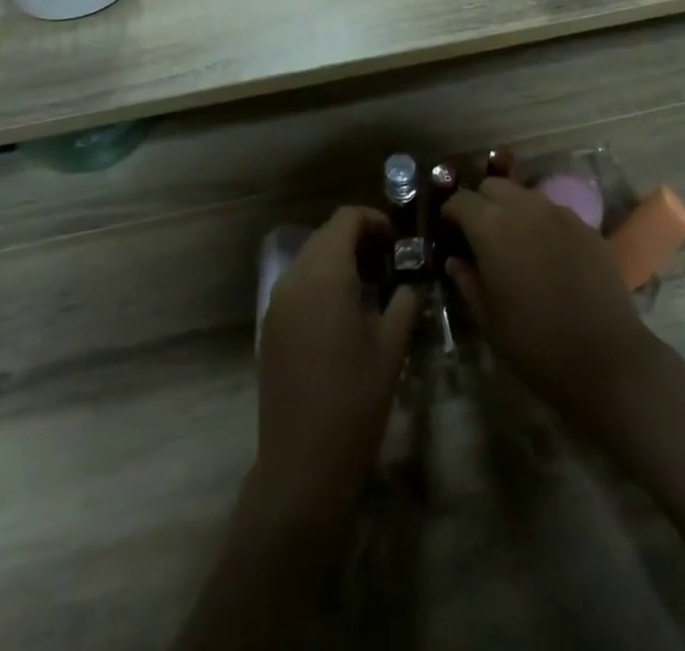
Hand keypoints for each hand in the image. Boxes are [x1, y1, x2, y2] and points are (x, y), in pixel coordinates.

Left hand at [256, 207, 419, 514]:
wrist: (302, 465)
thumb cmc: (354, 400)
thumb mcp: (392, 346)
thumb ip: (405, 300)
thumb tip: (414, 279)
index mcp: (324, 273)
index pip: (346, 219)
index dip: (375, 221)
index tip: (399, 245)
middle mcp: (294, 278)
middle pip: (327, 235)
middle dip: (359, 239)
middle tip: (391, 264)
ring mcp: (277, 303)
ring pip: (310, 258)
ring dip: (340, 260)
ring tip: (372, 287)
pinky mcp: (270, 327)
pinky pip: (298, 284)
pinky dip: (322, 282)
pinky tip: (345, 312)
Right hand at [443, 178, 657, 429]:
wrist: (605, 357)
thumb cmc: (534, 342)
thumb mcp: (487, 318)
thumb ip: (466, 281)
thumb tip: (455, 261)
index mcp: (491, 226)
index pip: (461, 200)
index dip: (450, 213)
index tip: (448, 232)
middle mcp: (524, 207)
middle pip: (494, 185)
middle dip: (481, 203)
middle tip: (479, 234)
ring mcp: (559, 213)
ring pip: (525, 195)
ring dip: (512, 209)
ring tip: (513, 242)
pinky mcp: (586, 226)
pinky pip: (554, 212)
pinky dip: (542, 223)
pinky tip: (546, 254)